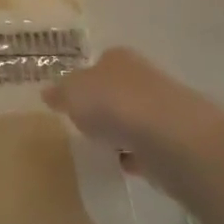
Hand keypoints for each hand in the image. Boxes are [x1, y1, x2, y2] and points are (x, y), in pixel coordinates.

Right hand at [43, 47, 215, 193]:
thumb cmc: (113, 104)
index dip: (84, 80)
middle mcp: (143, 77)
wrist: (169, 138)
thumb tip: (48, 93)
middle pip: (118, 90)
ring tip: (101, 148)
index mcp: (118, 58)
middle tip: (84, 125)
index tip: (71, 100)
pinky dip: (137, 155)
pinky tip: (123, 166)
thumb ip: (60, 93)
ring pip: (135, 118)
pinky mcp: (175, 141)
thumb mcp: (72, 93)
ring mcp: (163, 109)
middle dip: (104, 106)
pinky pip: (148, 147)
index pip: (99, 63)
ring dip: (122, 132)